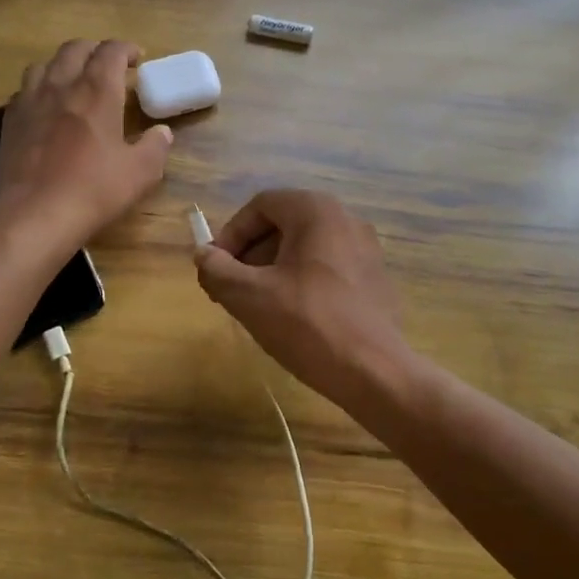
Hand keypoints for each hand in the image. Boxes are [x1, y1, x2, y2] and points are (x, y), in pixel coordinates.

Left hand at [0, 39, 171, 247]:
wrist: (36, 214)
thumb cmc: (94, 189)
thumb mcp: (141, 172)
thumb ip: (155, 147)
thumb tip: (162, 132)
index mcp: (97, 91)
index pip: (111, 51)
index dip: (126, 49)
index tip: (137, 59)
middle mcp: (62, 85)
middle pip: (75, 49)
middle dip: (95, 50)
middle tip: (108, 66)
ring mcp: (30, 101)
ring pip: (45, 64)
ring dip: (64, 65)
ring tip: (74, 81)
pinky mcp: (10, 121)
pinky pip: (24, 90)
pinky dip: (40, 89)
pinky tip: (46, 107)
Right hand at [194, 190, 410, 408]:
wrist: (375, 373)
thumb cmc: (308, 324)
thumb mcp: (249, 297)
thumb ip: (217, 270)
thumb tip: (202, 255)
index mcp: (316, 211)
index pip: (260, 206)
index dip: (230, 235)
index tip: (215, 270)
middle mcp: (346, 219)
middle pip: (283, 225)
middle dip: (250, 255)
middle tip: (232, 290)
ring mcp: (366, 249)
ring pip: (304, 248)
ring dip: (273, 270)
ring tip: (258, 307)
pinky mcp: (375, 278)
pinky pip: (327, 268)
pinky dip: (301, 282)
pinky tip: (293, 318)